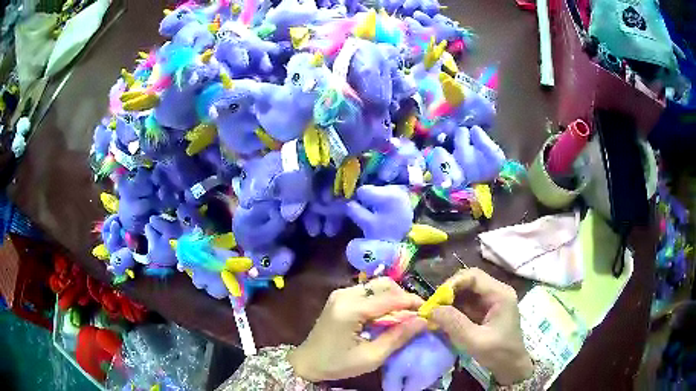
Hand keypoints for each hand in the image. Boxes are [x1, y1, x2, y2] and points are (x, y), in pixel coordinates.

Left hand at [288, 278, 427, 381]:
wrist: (307, 362)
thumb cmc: (337, 364)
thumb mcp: (371, 357)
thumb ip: (397, 337)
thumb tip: (423, 321)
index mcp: (350, 309)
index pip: (390, 298)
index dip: (413, 302)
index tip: (429, 312)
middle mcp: (345, 294)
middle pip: (384, 285)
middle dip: (404, 297)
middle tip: (416, 315)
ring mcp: (341, 293)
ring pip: (377, 285)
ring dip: (394, 297)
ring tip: (404, 316)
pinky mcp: (340, 297)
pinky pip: (368, 291)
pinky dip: (382, 300)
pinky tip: (387, 315)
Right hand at [430, 268, 532, 384]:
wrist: (511, 367)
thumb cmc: (498, 353)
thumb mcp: (475, 341)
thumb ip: (454, 324)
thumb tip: (432, 310)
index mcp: (500, 294)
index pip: (473, 276)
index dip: (452, 283)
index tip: (436, 300)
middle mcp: (496, 292)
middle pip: (468, 282)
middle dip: (449, 293)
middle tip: (433, 308)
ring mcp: (491, 301)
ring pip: (465, 292)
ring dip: (450, 302)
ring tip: (436, 315)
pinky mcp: (485, 311)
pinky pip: (466, 304)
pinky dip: (454, 310)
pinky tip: (444, 321)